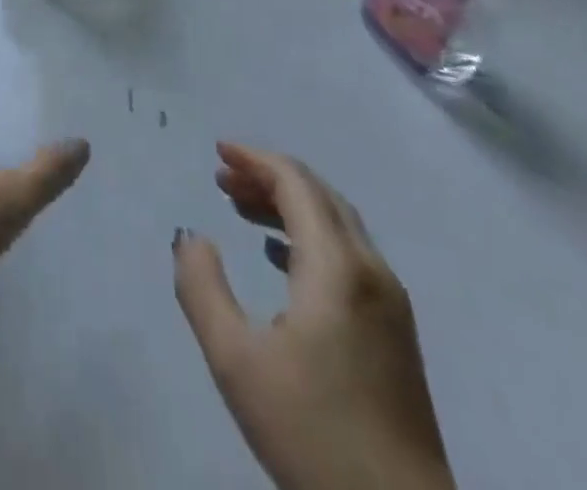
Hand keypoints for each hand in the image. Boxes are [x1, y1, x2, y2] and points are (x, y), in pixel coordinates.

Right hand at [173, 144, 453, 489]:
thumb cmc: (312, 434)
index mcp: (337, 267)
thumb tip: (191, 237)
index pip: (296, 183)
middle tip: (223, 179)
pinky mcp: (395, 333)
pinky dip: (310, 237)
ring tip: (240, 210)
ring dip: (289, 207)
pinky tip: (280, 259)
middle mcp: (371, 271)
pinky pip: (349, 256)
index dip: (255, 160)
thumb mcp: (235, 361)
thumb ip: (202, 288)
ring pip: (337, 225)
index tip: (217, 152)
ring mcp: (390, 303)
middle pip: (319, 196)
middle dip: (269, 178)